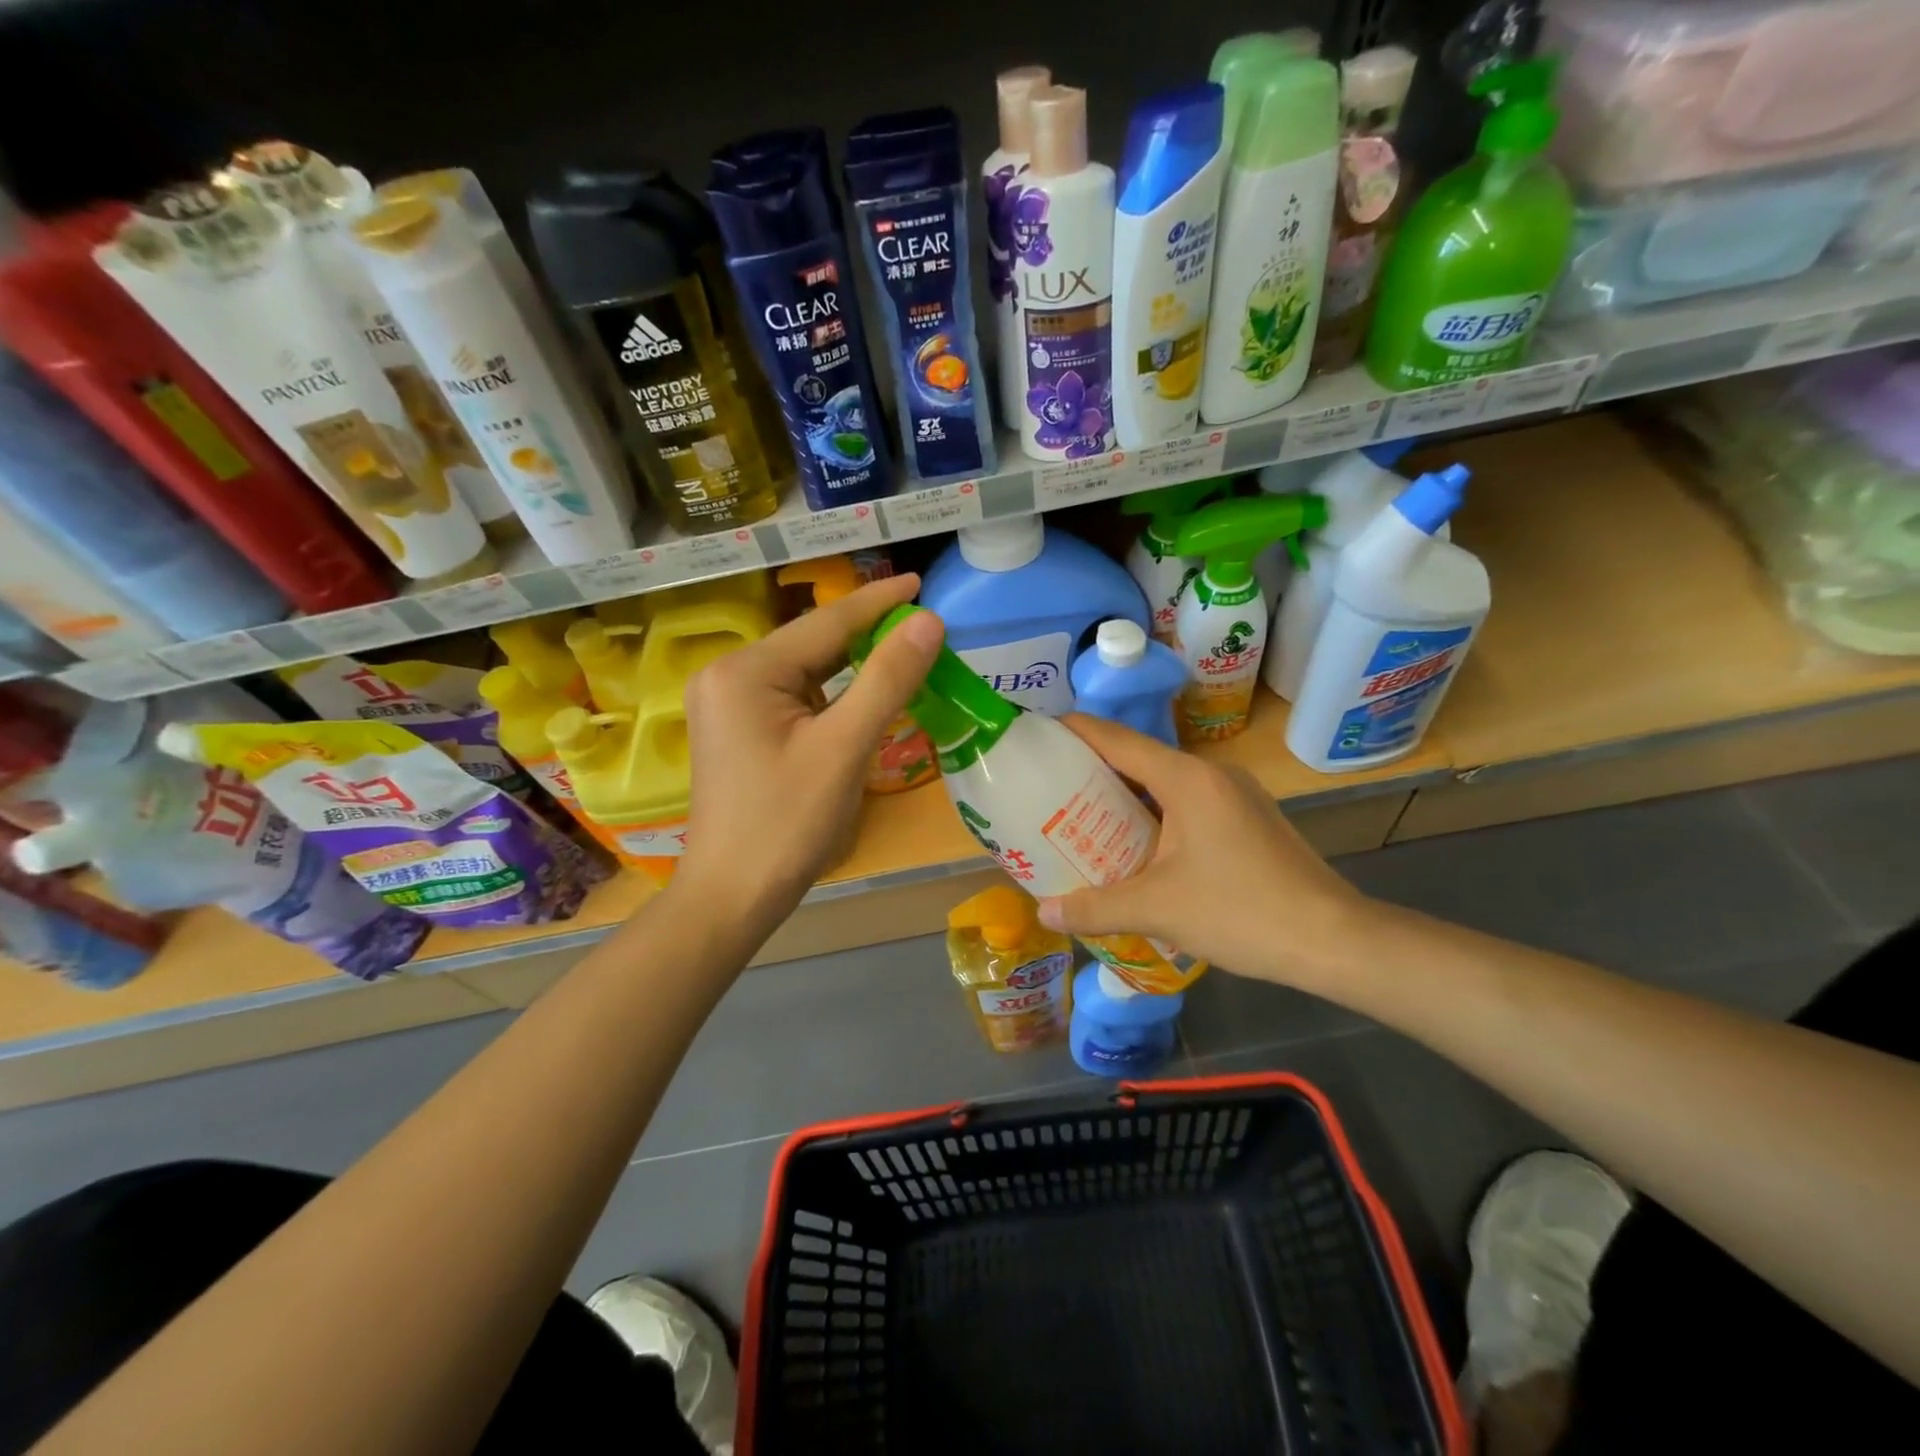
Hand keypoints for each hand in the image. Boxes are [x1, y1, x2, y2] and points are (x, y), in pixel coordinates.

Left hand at [676, 575, 942, 929]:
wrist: (733, 896)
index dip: (878, 602)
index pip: (825, 623)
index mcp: (746, 671)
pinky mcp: (737, 728)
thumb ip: (887, 679)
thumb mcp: (844, 748)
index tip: (919, 581)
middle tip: (921, 622)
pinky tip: (863, 693)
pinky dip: (832, 692)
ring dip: (852, 663)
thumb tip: (928, 621)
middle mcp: (728, 675)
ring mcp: (727, 703)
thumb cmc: (787, 824)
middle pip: (812, 643)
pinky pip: (793, 696)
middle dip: (867, 632)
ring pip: (804, 670)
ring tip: (902, 649)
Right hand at [1035, 715, 1364, 990]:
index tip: (1038, 736)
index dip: (1074, 732)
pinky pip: (1188, 806)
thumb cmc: (1240, 912)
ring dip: (1125, 799)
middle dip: (1092, 773)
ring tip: (1083, 822)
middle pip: (1139, 760)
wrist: (1334, 941)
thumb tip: (1044, 913)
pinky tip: (1138, 850)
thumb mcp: (1157, 909)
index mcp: (1187, 779)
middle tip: (1048, 792)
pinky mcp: (1249, 820)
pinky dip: (1155, 817)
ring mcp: (1236, 796)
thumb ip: (1095, 908)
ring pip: (1165, 785)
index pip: (1117, 740)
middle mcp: (1211, 775)